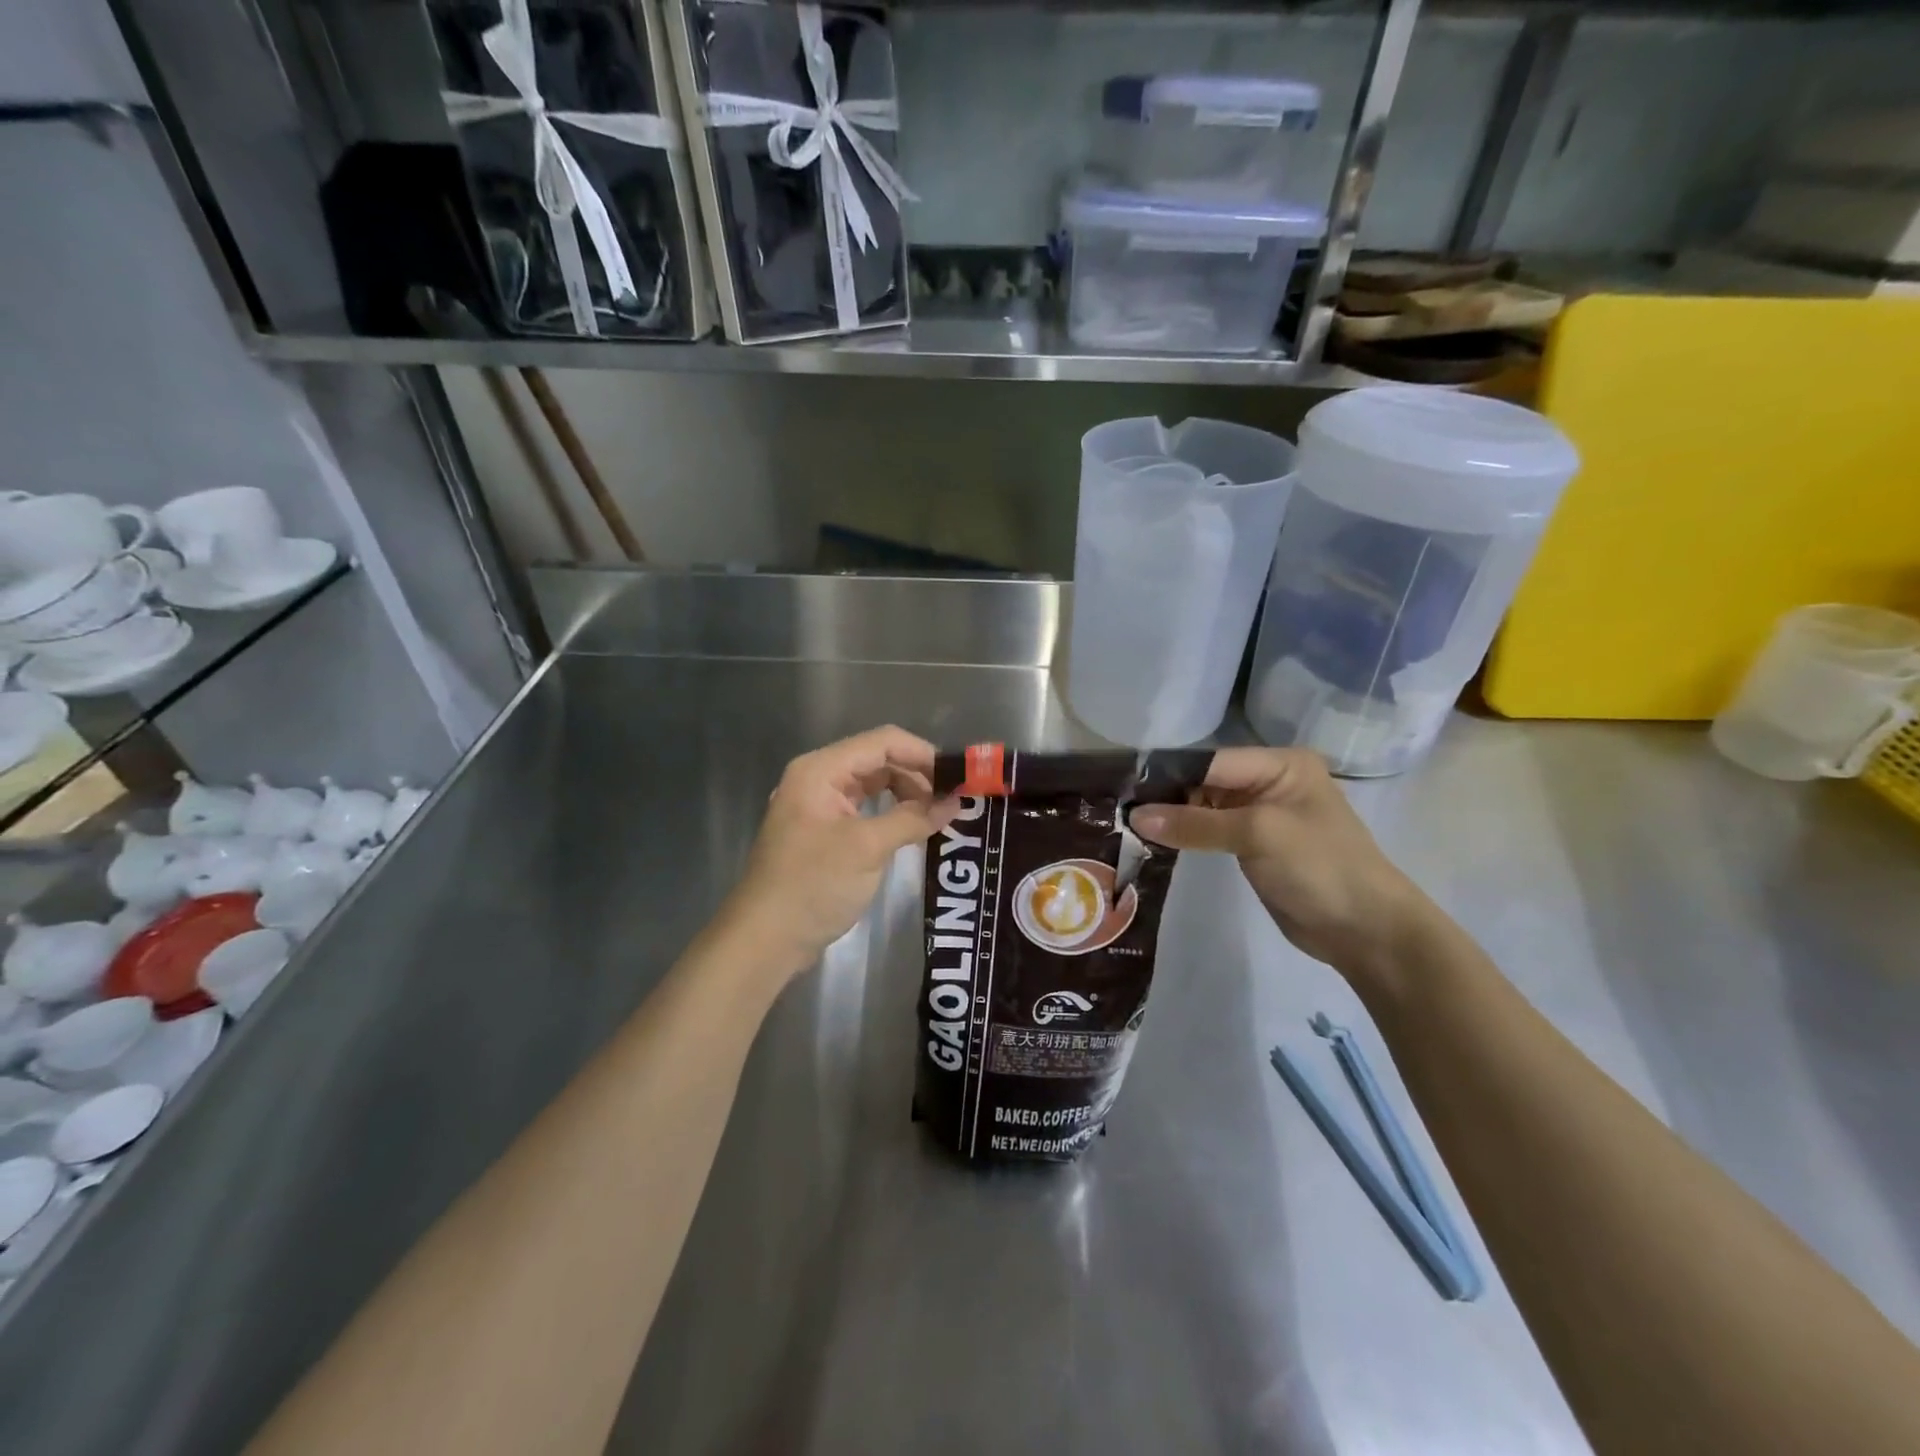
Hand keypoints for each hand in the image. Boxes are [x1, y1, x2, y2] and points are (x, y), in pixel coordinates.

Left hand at [724, 726, 956, 977]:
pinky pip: (865, 810)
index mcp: (821, 770)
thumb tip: (955, 802)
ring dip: (908, 796)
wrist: (765, 939)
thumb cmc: (814, 885)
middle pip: (878, 761)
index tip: (959, 777)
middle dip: (918, 776)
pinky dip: (892, 815)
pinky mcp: (824, 833)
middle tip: (954, 801)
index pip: (883, 742)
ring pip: (874, 786)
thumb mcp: (867, 848)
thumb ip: (913, 818)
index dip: (923, 754)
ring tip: (940, 816)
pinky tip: (915, 830)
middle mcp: (818, 779)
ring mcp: (819, 807)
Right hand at [1130, 747, 1432, 975]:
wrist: (1365, 931)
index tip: (1122, 784)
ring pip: (1203, 807)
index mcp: (1280, 764)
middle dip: (1166, 795)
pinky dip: (1184, 836)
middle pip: (1204, 781)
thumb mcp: (1258, 835)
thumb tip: (1135, 816)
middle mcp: (1268, 782)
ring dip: (1171, 817)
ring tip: (1125, 823)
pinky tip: (1153, 839)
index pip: (1212, 760)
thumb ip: (1195, 823)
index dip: (1169, 772)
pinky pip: (1209, 832)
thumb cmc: (1320, 867)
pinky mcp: (1252, 846)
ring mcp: (1260, 815)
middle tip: (1117, 807)